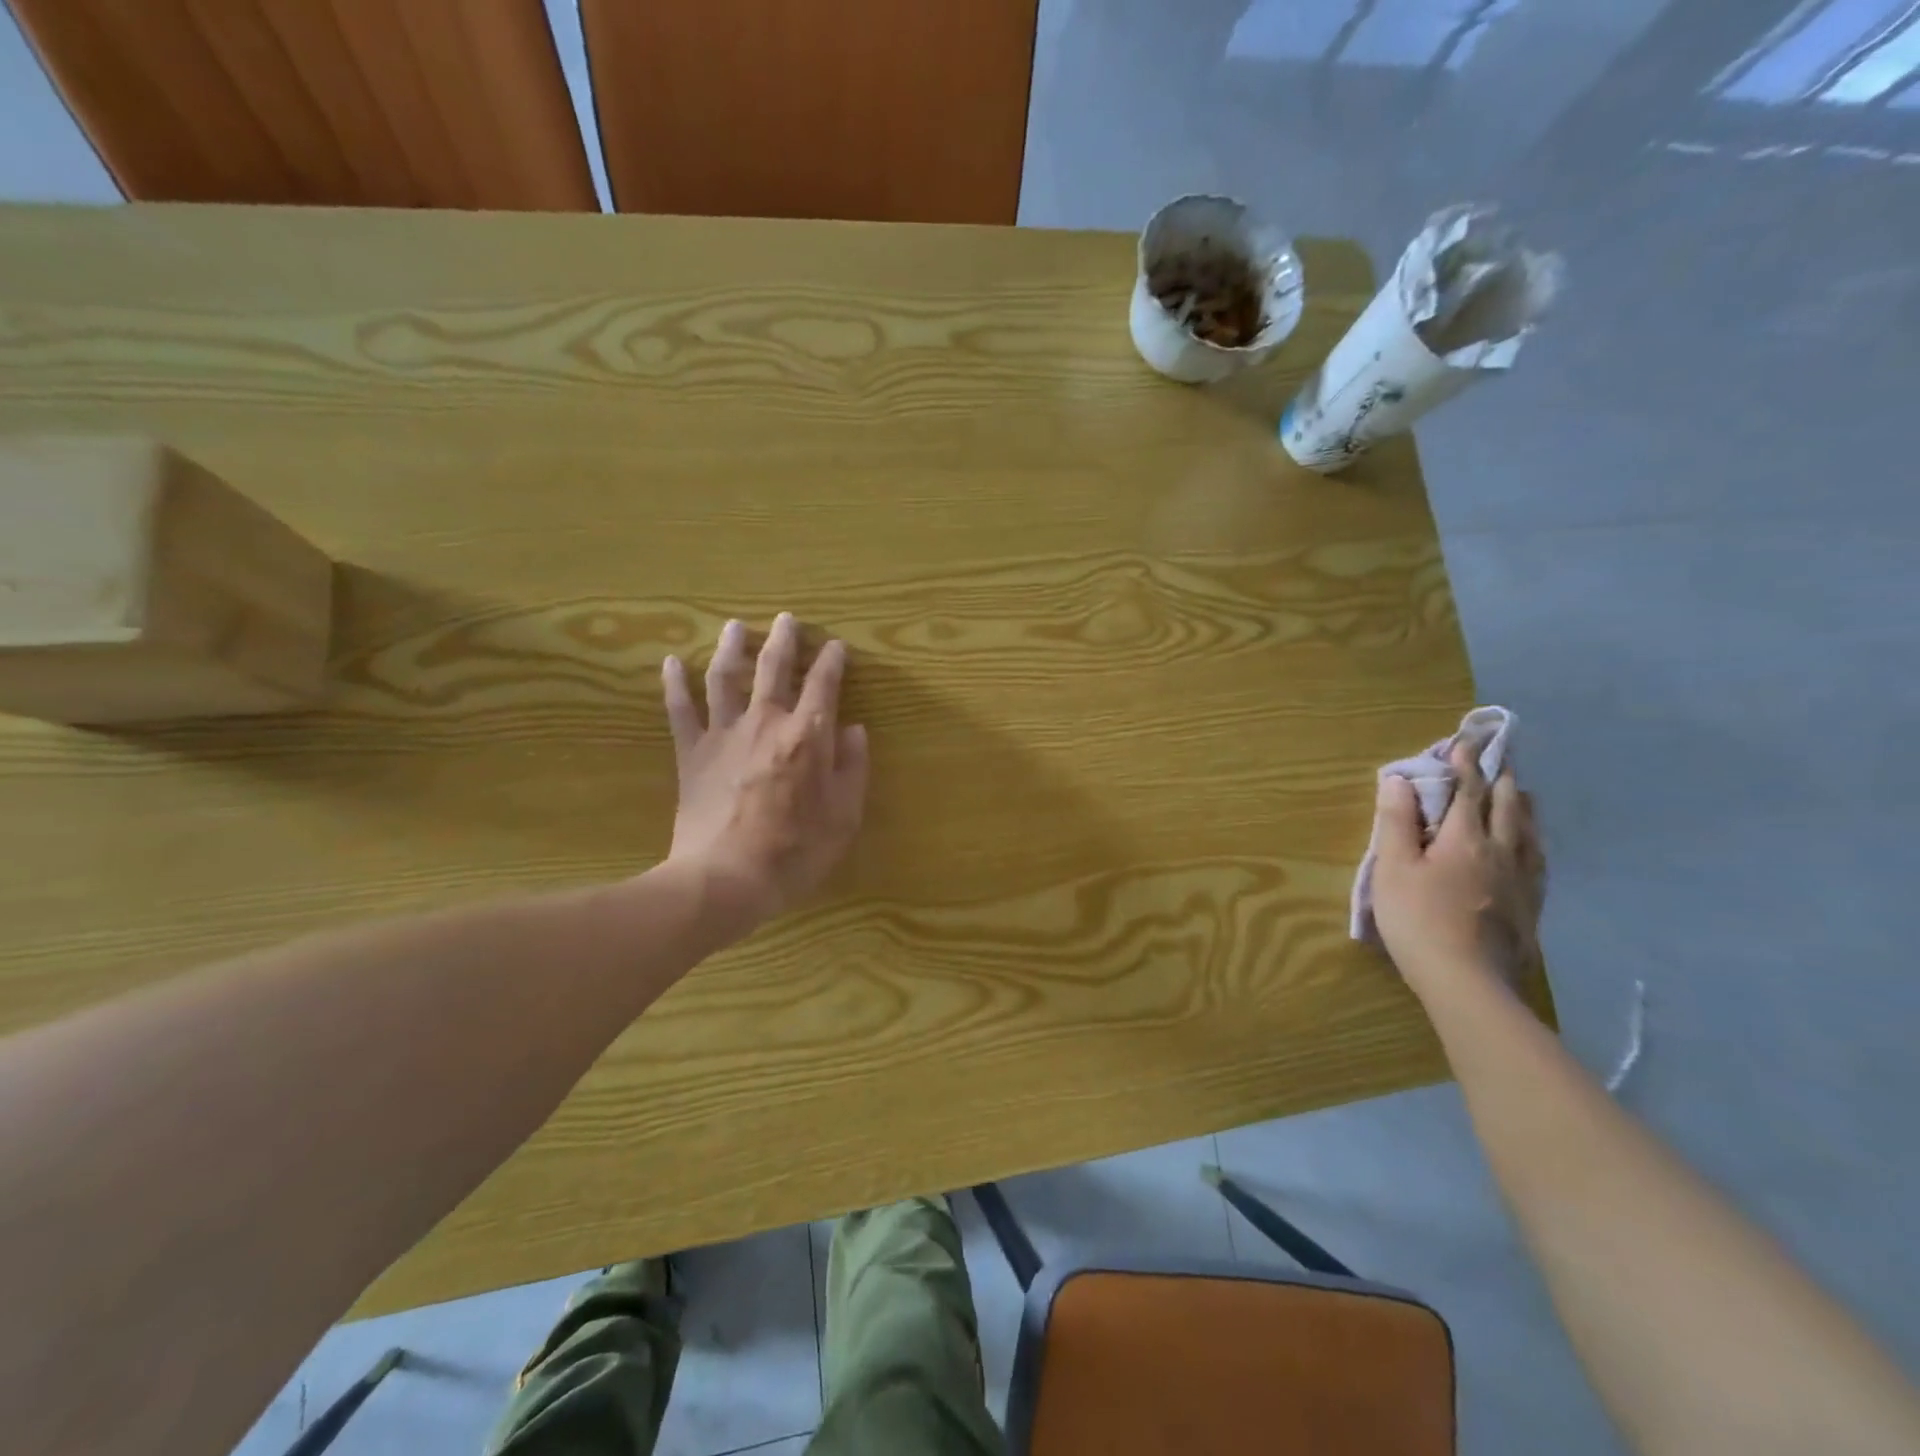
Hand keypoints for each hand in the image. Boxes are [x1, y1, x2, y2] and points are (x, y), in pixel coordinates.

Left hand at [661, 614, 868, 927]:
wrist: (726, 879)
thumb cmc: (795, 852)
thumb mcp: (844, 817)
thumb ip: (853, 769)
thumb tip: (854, 730)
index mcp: (807, 736)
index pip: (823, 685)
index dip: (832, 662)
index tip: (837, 647)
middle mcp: (765, 723)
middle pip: (773, 668)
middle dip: (783, 640)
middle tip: (787, 619)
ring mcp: (724, 735)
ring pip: (725, 677)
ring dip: (732, 648)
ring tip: (735, 626)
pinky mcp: (692, 754)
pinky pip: (680, 711)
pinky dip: (675, 684)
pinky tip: (672, 662)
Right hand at [1370, 743, 1544, 1001]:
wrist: (1468, 982)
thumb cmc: (1418, 920)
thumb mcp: (1393, 868)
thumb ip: (1396, 822)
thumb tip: (1399, 779)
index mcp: (1465, 838)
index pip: (1468, 790)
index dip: (1464, 764)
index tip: (1464, 740)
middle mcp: (1501, 851)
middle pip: (1506, 806)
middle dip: (1500, 779)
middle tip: (1499, 758)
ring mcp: (1521, 880)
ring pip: (1529, 831)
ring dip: (1522, 806)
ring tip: (1521, 793)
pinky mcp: (1530, 906)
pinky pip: (1538, 860)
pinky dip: (1533, 840)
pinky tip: (1532, 847)